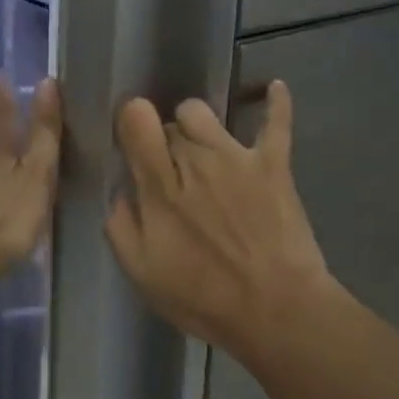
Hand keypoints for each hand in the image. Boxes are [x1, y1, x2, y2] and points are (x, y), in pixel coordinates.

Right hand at [105, 81, 331, 356]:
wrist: (277, 310)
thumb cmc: (205, 298)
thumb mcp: (143, 273)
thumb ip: (121, 225)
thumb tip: (122, 190)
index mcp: (160, 185)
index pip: (137, 120)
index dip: (131, 122)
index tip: (132, 141)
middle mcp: (196, 158)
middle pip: (169, 123)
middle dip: (163, 142)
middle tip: (172, 176)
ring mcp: (237, 156)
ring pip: (204, 112)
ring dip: (196, 124)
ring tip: (201, 147)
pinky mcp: (273, 163)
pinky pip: (276, 122)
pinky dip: (276, 102)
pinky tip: (274, 87)